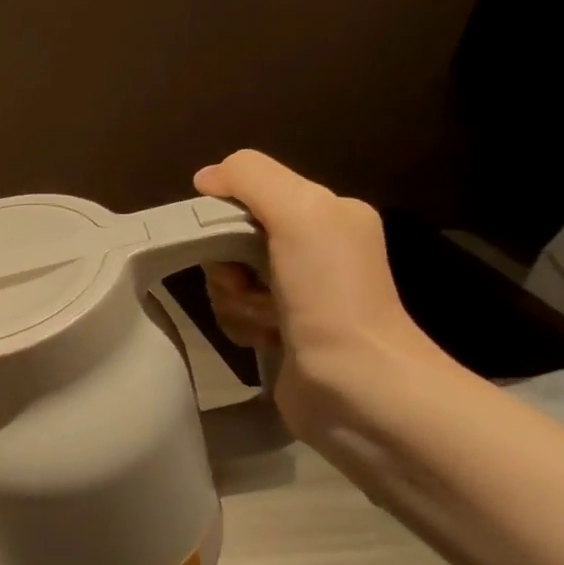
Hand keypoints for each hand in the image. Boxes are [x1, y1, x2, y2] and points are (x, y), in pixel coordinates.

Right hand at [193, 150, 445, 440]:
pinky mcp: (283, 332)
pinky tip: (265, 340)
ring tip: (264, 321)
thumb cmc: (330, 295)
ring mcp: (299, 295)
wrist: (358, 386)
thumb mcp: (300, 213)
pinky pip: (235, 314)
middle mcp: (316, 250)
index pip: (250, 196)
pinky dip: (241, 326)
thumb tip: (205, 177)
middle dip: (227, 267)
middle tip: (247, 286)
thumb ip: (251, 177)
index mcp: (328, 214)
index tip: (225, 242)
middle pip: (232, 241)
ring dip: (234, 301)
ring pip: (229, 281)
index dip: (225, 216)